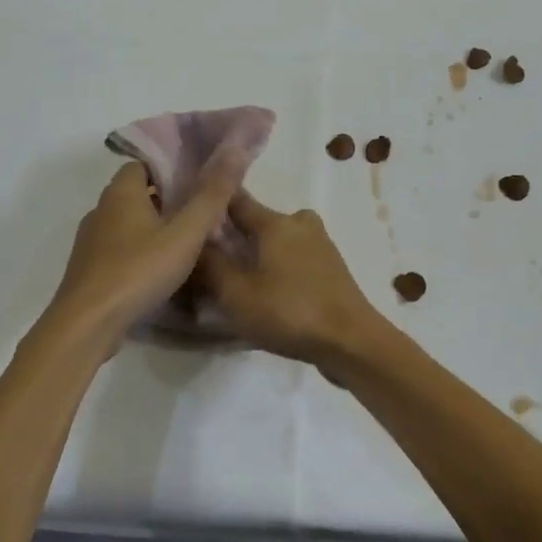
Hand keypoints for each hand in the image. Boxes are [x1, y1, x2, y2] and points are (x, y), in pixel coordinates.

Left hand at [46, 155, 245, 345]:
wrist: (87, 324)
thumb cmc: (138, 270)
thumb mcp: (185, 233)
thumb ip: (211, 196)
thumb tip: (234, 152)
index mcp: (121, 192)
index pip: (145, 163)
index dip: (172, 168)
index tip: (199, 181)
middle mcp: (101, 209)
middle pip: (137, 192)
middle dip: (168, 198)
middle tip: (200, 212)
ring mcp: (91, 240)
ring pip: (128, 222)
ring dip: (153, 227)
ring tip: (186, 241)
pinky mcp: (89, 268)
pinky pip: (119, 248)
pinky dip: (139, 250)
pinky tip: (160, 269)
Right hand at [197, 192, 385, 372]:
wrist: (351, 341)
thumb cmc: (289, 312)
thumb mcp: (236, 293)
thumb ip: (210, 264)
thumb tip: (193, 240)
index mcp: (275, 222)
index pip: (235, 200)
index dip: (212, 204)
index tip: (190, 214)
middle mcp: (299, 223)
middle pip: (256, 222)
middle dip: (233, 237)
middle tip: (209, 260)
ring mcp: (320, 244)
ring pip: (276, 242)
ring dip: (257, 255)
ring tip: (235, 281)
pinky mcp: (330, 267)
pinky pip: (293, 259)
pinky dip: (277, 268)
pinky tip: (266, 292)